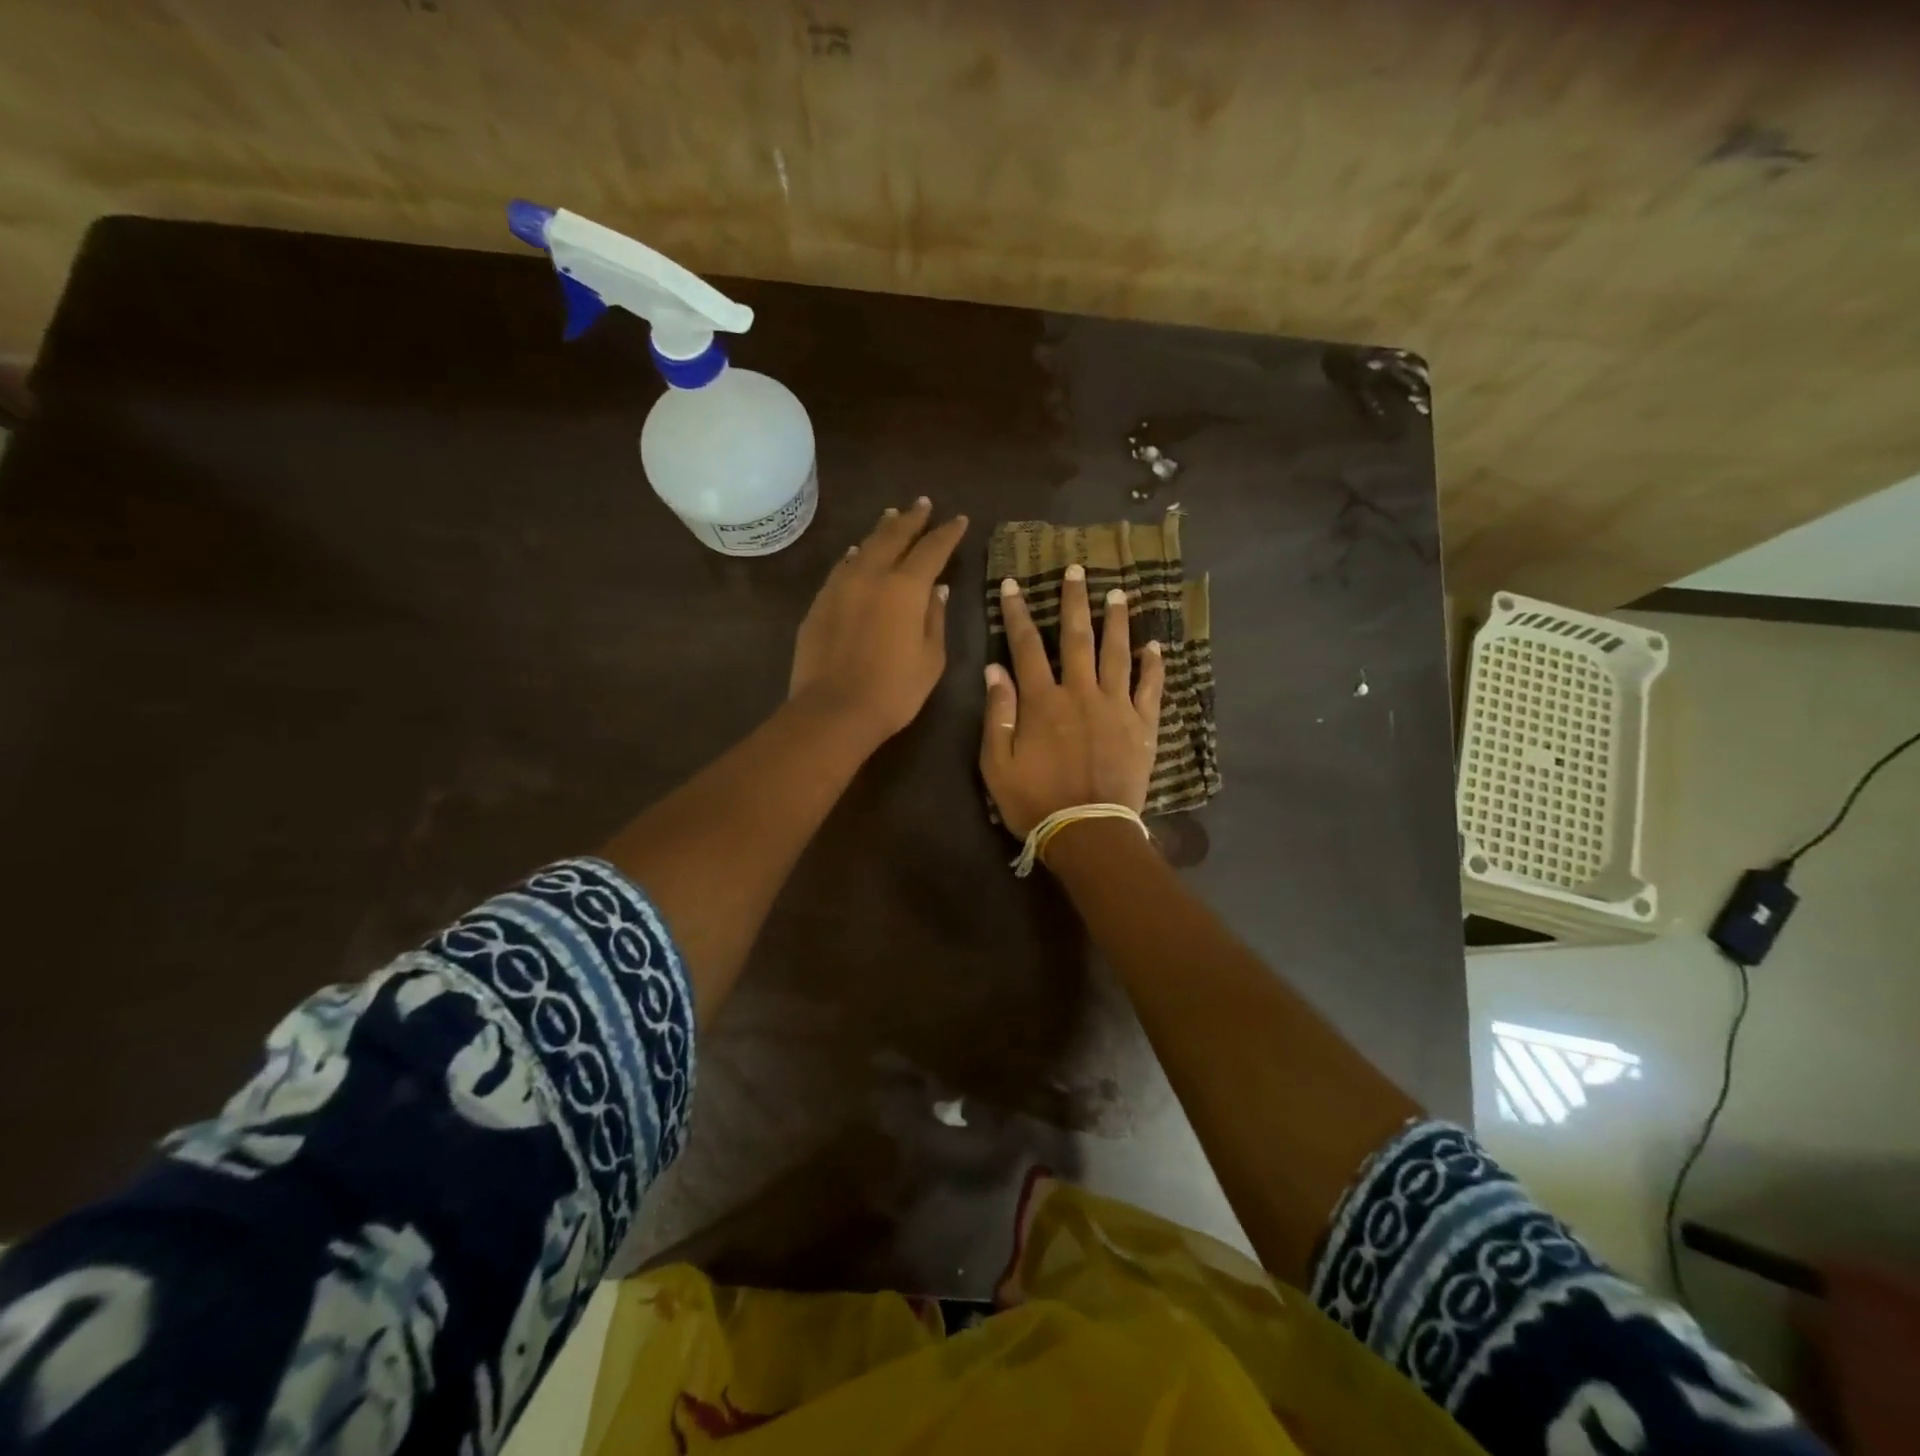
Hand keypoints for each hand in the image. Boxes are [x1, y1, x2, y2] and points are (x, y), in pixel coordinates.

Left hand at [789, 497, 967, 748]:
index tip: (958, 520)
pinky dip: (855, 556)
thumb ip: (934, 619)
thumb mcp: (930, 659)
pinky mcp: (819, 603)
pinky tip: (857, 554)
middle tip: (922, 504)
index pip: (932, 550)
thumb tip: (937, 590)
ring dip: (881, 531)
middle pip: (894, 537)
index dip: (947, 534)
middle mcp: (872, 576)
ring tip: (891, 518)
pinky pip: (842, 568)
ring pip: (864, 547)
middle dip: (911, 519)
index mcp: (906, 588)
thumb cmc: (894, 691)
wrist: (833, 710)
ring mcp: (840, 587)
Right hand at [980, 564, 1165, 837]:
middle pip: (1077, 638)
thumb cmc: (1035, 801)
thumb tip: (995, 669)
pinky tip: (1155, 645)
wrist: (1088, 832)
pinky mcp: (1142, 726)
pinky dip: (1154, 665)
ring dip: (1117, 621)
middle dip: (1074, 601)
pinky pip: (1151, 688)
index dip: (1017, 613)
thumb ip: (998, 713)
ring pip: (1117, 653)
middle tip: (1077, 569)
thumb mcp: (997, 763)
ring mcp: (1117, 707)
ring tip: (1118, 593)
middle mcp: (1081, 693)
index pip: (1026, 646)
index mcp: (1043, 701)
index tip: (1013, 585)